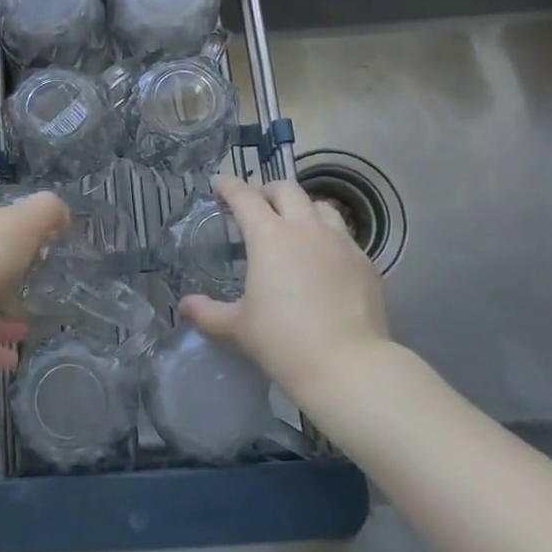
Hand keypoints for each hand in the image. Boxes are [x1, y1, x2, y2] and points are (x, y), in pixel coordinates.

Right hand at [179, 175, 390, 399]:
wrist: (348, 367)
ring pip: (320, 207)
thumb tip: (186, 306)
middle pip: (286, 189)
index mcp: (269, 236)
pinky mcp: (365, 262)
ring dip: (302, 209)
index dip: (229, 185)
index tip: (219, 184)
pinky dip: (327, 237)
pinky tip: (323, 261)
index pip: (245, 197)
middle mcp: (306, 229)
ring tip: (294, 227)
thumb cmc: (283, 341)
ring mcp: (341, 243)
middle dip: (267, 191)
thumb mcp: (238, 328)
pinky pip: (344, 236)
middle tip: (256, 206)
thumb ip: (208, 312)